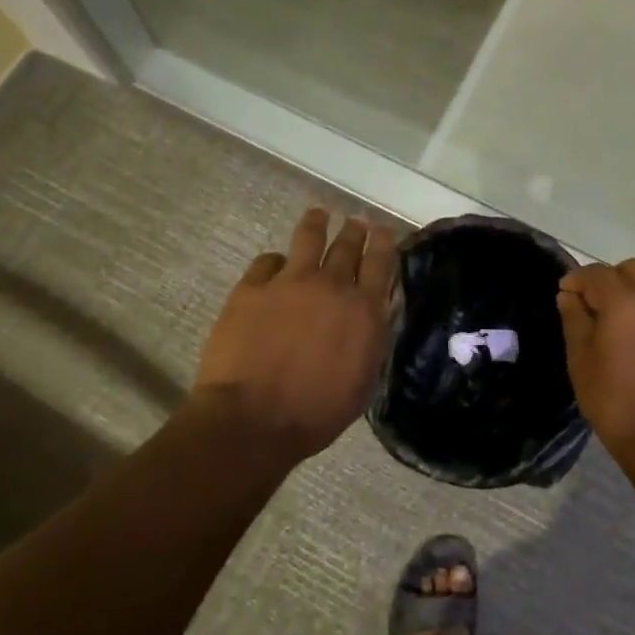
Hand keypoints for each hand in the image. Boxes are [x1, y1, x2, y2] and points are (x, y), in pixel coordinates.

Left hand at [193, 207, 394, 462]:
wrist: (253, 421)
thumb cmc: (316, 413)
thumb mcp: (362, 380)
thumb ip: (369, 338)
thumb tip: (371, 314)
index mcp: (363, 311)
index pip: (380, 262)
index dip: (382, 241)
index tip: (382, 229)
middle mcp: (331, 286)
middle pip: (347, 245)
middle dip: (354, 230)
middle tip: (356, 222)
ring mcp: (289, 282)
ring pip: (308, 238)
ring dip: (317, 223)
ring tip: (318, 214)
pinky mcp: (252, 288)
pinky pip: (267, 261)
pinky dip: (275, 261)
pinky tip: (274, 264)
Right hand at [557, 259, 634, 458]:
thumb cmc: (614, 400)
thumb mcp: (581, 359)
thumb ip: (574, 319)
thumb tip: (569, 296)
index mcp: (626, 302)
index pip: (597, 273)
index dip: (576, 280)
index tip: (564, 295)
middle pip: (630, 270)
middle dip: (607, 280)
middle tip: (590, 306)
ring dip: (629, 294)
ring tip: (613, 324)